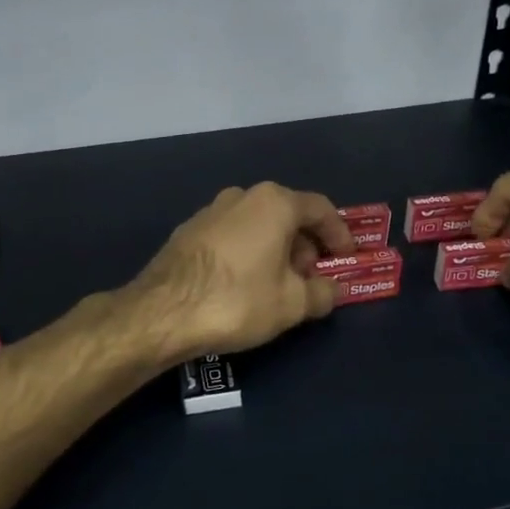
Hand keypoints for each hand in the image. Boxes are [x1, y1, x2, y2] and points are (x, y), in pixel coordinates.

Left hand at [128, 181, 355, 360]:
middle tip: (311, 279)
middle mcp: (242, 196)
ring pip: (258, 226)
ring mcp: (211, 211)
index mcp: (274, 203)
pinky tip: (245, 286)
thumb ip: (322, 293)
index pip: (321, 209)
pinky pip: (233, 236)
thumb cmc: (238, 300)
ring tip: (279, 287)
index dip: (339, 234)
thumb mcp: (292, 304)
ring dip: (276, 251)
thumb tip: (333, 289)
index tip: (347, 258)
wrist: (162, 312)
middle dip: (306, 246)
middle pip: (287, 216)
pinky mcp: (188, 231)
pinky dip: (249, 254)